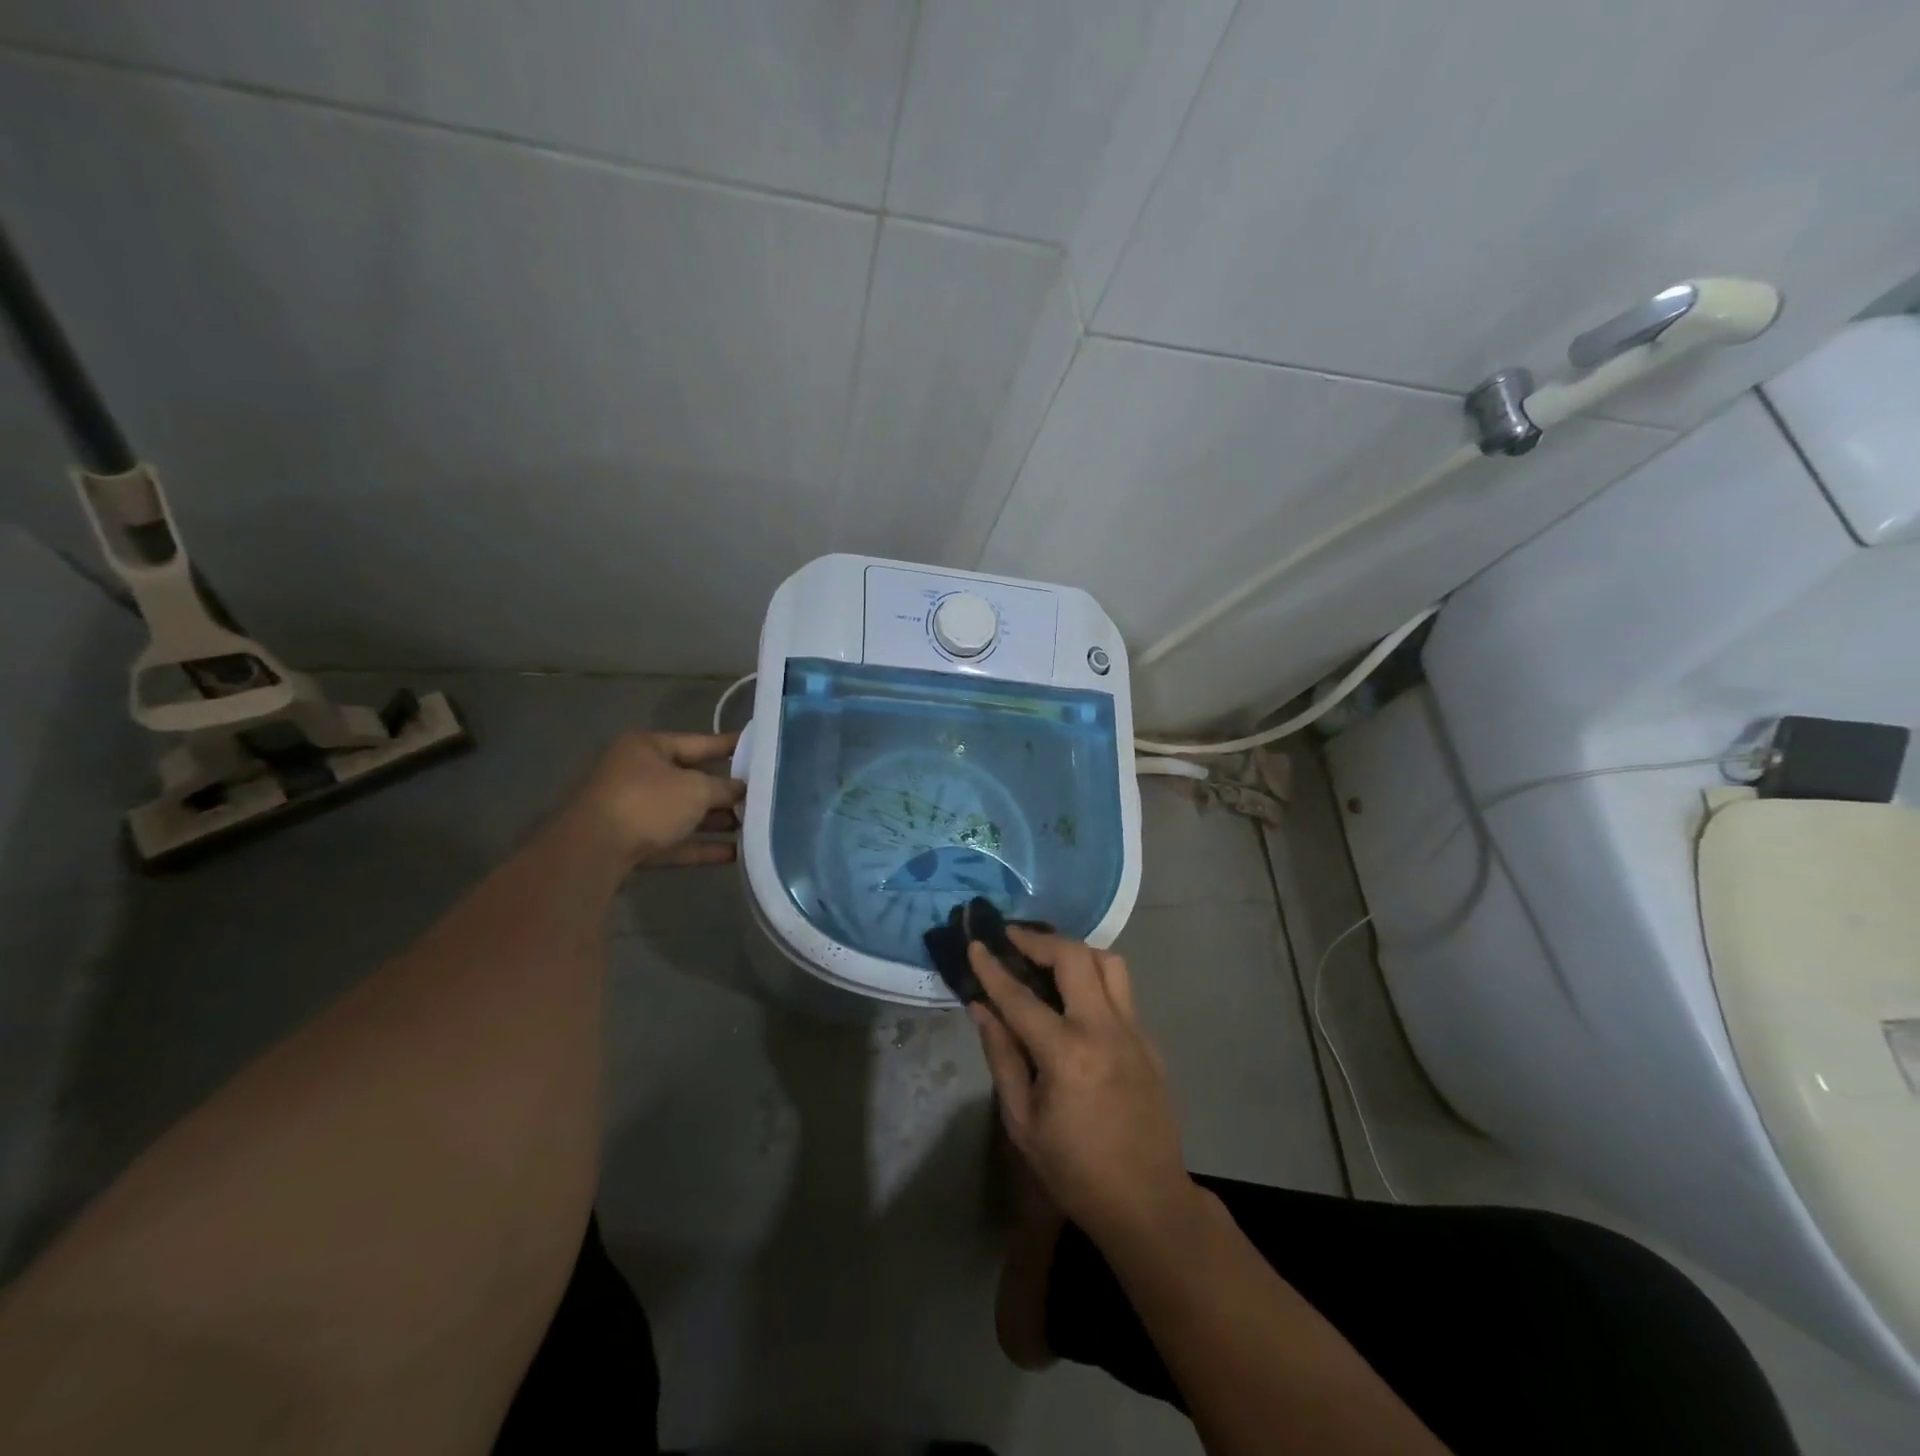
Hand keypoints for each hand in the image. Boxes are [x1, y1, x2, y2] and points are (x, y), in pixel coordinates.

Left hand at [565, 731, 743, 867]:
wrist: (592, 852)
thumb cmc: (647, 803)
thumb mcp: (696, 789)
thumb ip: (725, 788)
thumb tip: (743, 790)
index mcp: (648, 747)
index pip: (699, 742)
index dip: (730, 746)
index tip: (759, 747)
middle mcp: (637, 773)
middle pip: (691, 779)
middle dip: (725, 790)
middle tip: (761, 794)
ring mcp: (632, 809)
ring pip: (682, 812)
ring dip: (715, 820)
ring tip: (752, 826)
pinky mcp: (631, 842)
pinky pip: (673, 840)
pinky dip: (700, 845)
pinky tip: (733, 853)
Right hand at [969, 928, 1197, 1248]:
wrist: (1148, 1203)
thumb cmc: (1075, 1170)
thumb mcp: (1023, 1122)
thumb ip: (1001, 1057)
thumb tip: (981, 1008)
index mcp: (1068, 1055)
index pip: (1021, 997)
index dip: (993, 968)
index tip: (976, 944)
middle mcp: (1105, 1030)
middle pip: (1074, 957)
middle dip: (1039, 940)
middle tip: (1013, 938)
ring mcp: (1134, 1031)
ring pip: (1109, 962)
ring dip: (1075, 951)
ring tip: (1048, 959)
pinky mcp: (1150, 1040)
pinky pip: (1122, 990)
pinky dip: (1095, 978)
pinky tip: (1075, 998)